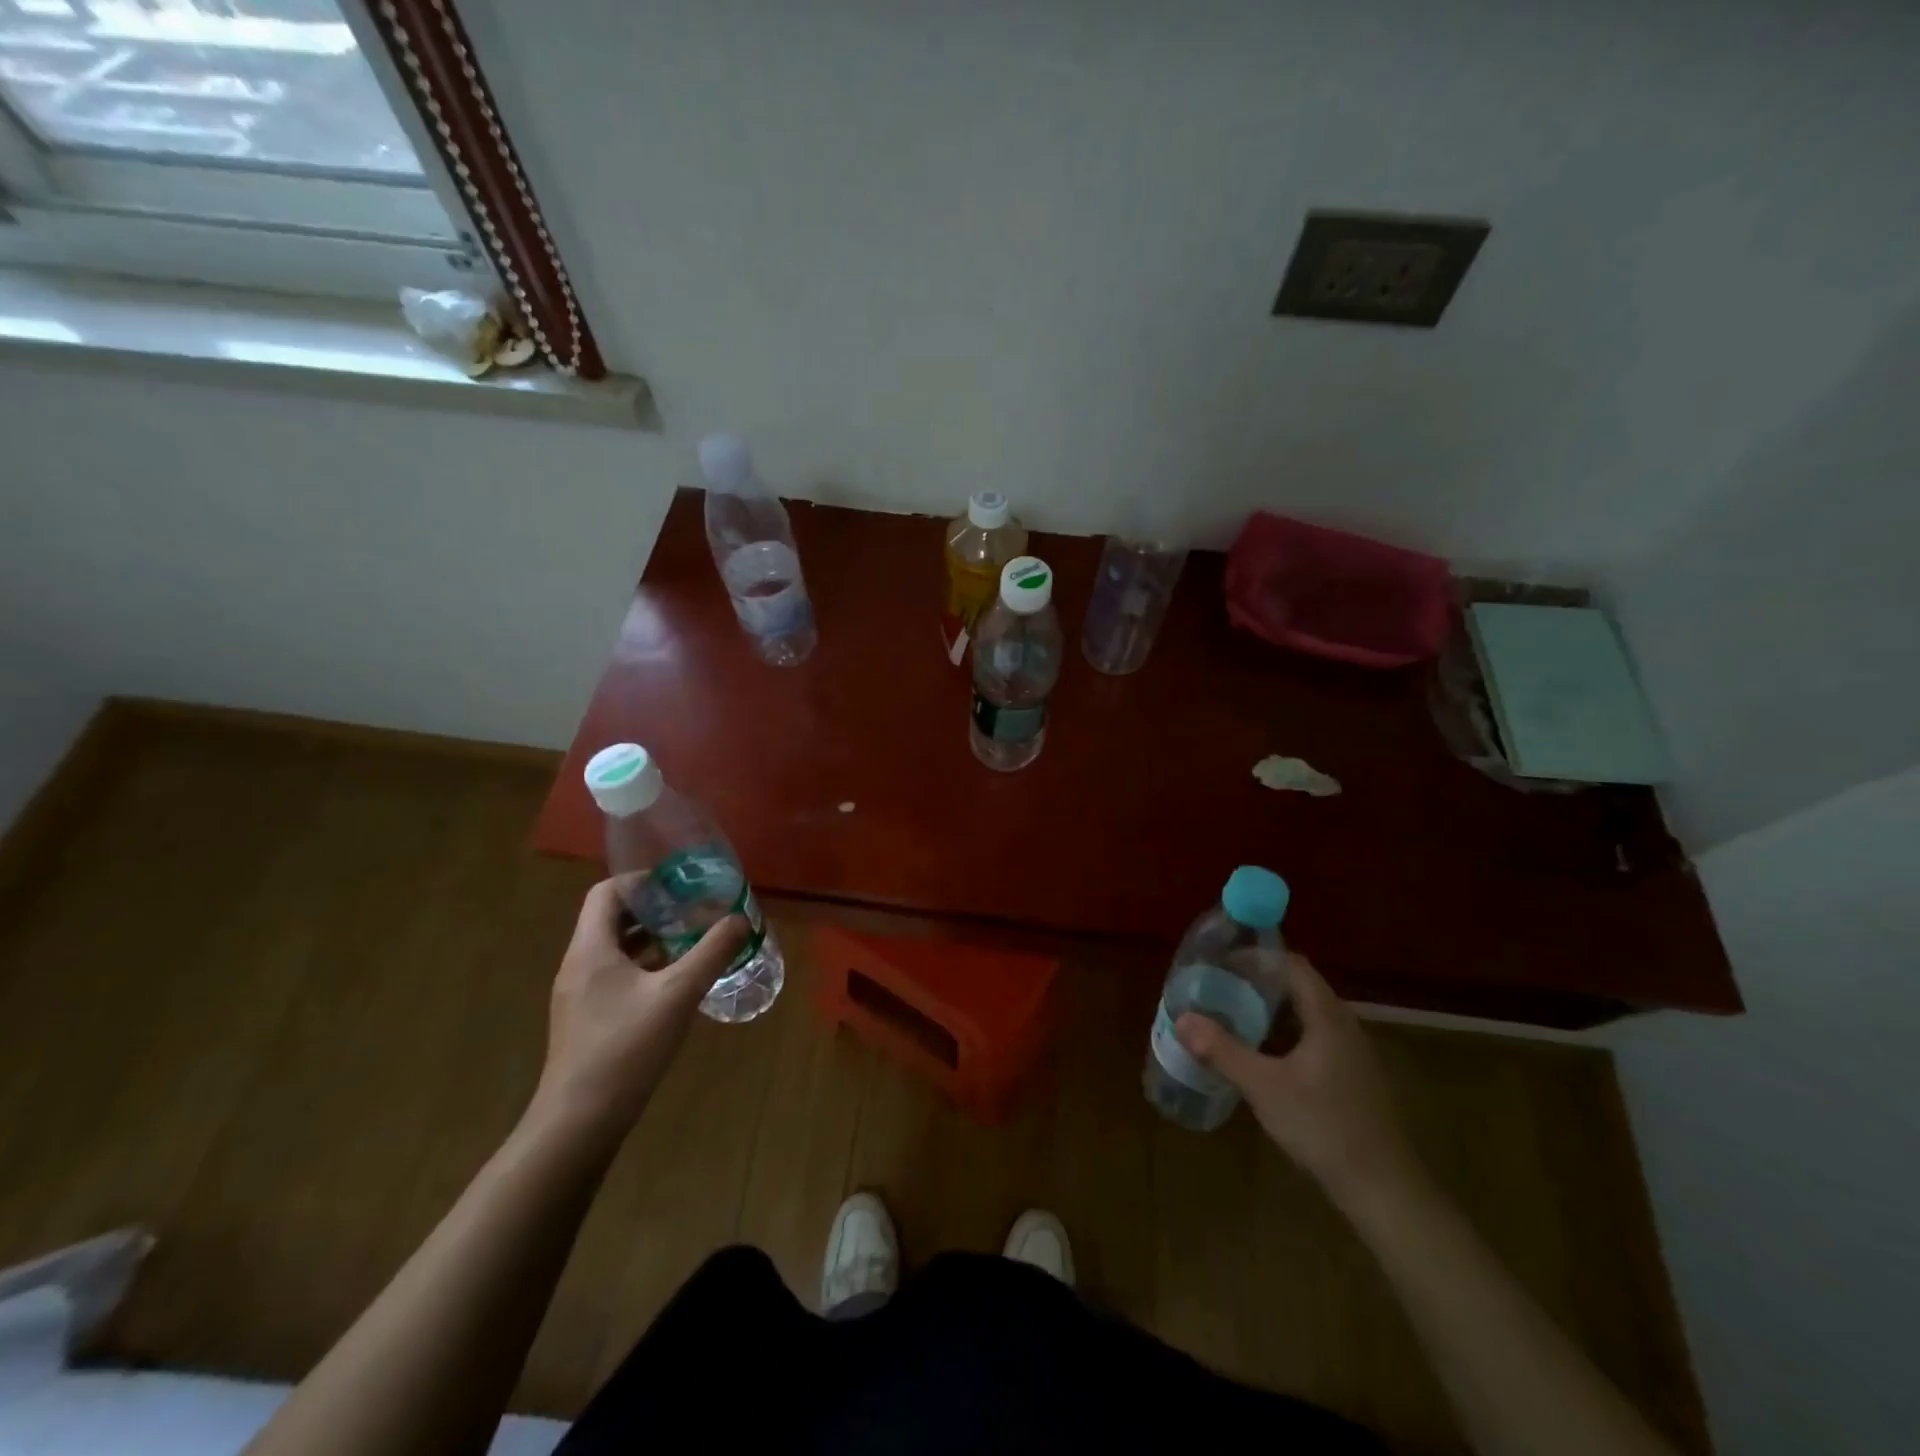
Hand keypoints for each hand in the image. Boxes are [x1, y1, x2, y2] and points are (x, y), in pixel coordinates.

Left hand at [530, 878, 747, 1139]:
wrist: (578, 1123)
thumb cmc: (625, 1049)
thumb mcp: (677, 994)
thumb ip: (711, 952)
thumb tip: (740, 919)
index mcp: (591, 949)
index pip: (606, 892)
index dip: (642, 881)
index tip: (679, 884)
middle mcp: (578, 965)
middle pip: (611, 919)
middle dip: (653, 909)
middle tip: (692, 909)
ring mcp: (578, 995)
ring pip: (614, 950)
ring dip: (650, 939)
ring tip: (690, 939)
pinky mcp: (585, 1020)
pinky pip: (614, 976)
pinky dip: (643, 967)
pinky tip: (674, 983)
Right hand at [1176, 955, 1422, 1212]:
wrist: (1383, 1189)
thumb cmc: (1322, 1125)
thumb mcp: (1263, 1086)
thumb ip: (1222, 1050)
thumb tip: (1182, 1019)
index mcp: (1327, 1016)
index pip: (1292, 966)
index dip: (1257, 958)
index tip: (1222, 962)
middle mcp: (1345, 1026)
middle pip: (1299, 988)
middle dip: (1259, 984)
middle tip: (1220, 989)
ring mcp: (1353, 1054)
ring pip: (1307, 1017)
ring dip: (1272, 1012)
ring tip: (1234, 1017)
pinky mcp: (1353, 1080)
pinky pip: (1315, 1040)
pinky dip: (1285, 1036)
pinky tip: (1263, 1057)